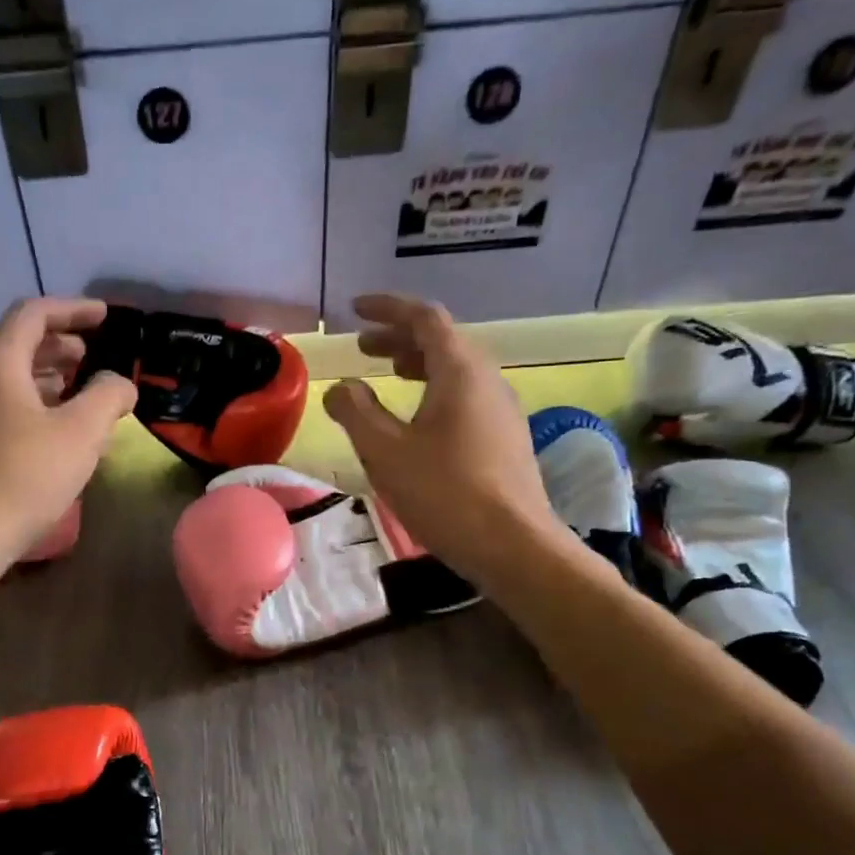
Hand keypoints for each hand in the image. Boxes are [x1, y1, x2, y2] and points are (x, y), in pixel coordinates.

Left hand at [0, 298, 136, 571]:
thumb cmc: (22, 477)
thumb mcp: (81, 433)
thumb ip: (108, 396)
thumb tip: (118, 383)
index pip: (33, 314)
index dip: (73, 310)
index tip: (104, 317)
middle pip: (14, 344)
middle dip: (57, 346)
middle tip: (89, 357)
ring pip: (1, 378)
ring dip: (40, 377)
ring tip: (72, 393)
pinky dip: (23, 403)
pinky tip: (44, 431)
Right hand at [322, 294, 558, 575]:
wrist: (513, 546)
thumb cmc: (444, 492)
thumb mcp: (384, 450)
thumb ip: (356, 412)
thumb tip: (341, 388)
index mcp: (460, 371)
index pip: (424, 318)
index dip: (387, 308)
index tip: (355, 309)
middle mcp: (488, 380)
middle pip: (443, 341)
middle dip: (399, 338)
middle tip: (363, 347)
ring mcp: (502, 410)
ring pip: (456, 370)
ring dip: (418, 365)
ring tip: (388, 375)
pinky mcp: (505, 438)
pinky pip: (466, 396)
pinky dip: (435, 391)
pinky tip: (417, 419)